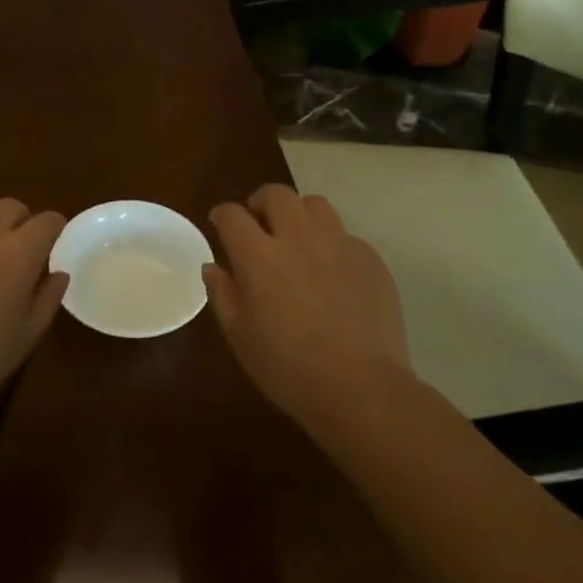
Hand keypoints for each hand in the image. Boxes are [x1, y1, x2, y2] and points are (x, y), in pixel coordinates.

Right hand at [204, 184, 410, 433]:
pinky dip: (332, 244)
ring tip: (297, 239)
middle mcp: (298, 238)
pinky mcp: (370, 258)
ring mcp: (339, 244)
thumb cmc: (289, 369)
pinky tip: (333, 273)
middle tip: (259, 225)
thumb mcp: (240, 337)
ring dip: (299, 215)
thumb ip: (222, 294)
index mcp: (259, 256)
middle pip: (276, 194)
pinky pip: (345, 235)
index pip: (232, 215)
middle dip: (261, 203)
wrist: (362, 388)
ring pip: (314, 205)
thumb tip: (212, 266)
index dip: (222, 216)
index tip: (220, 225)